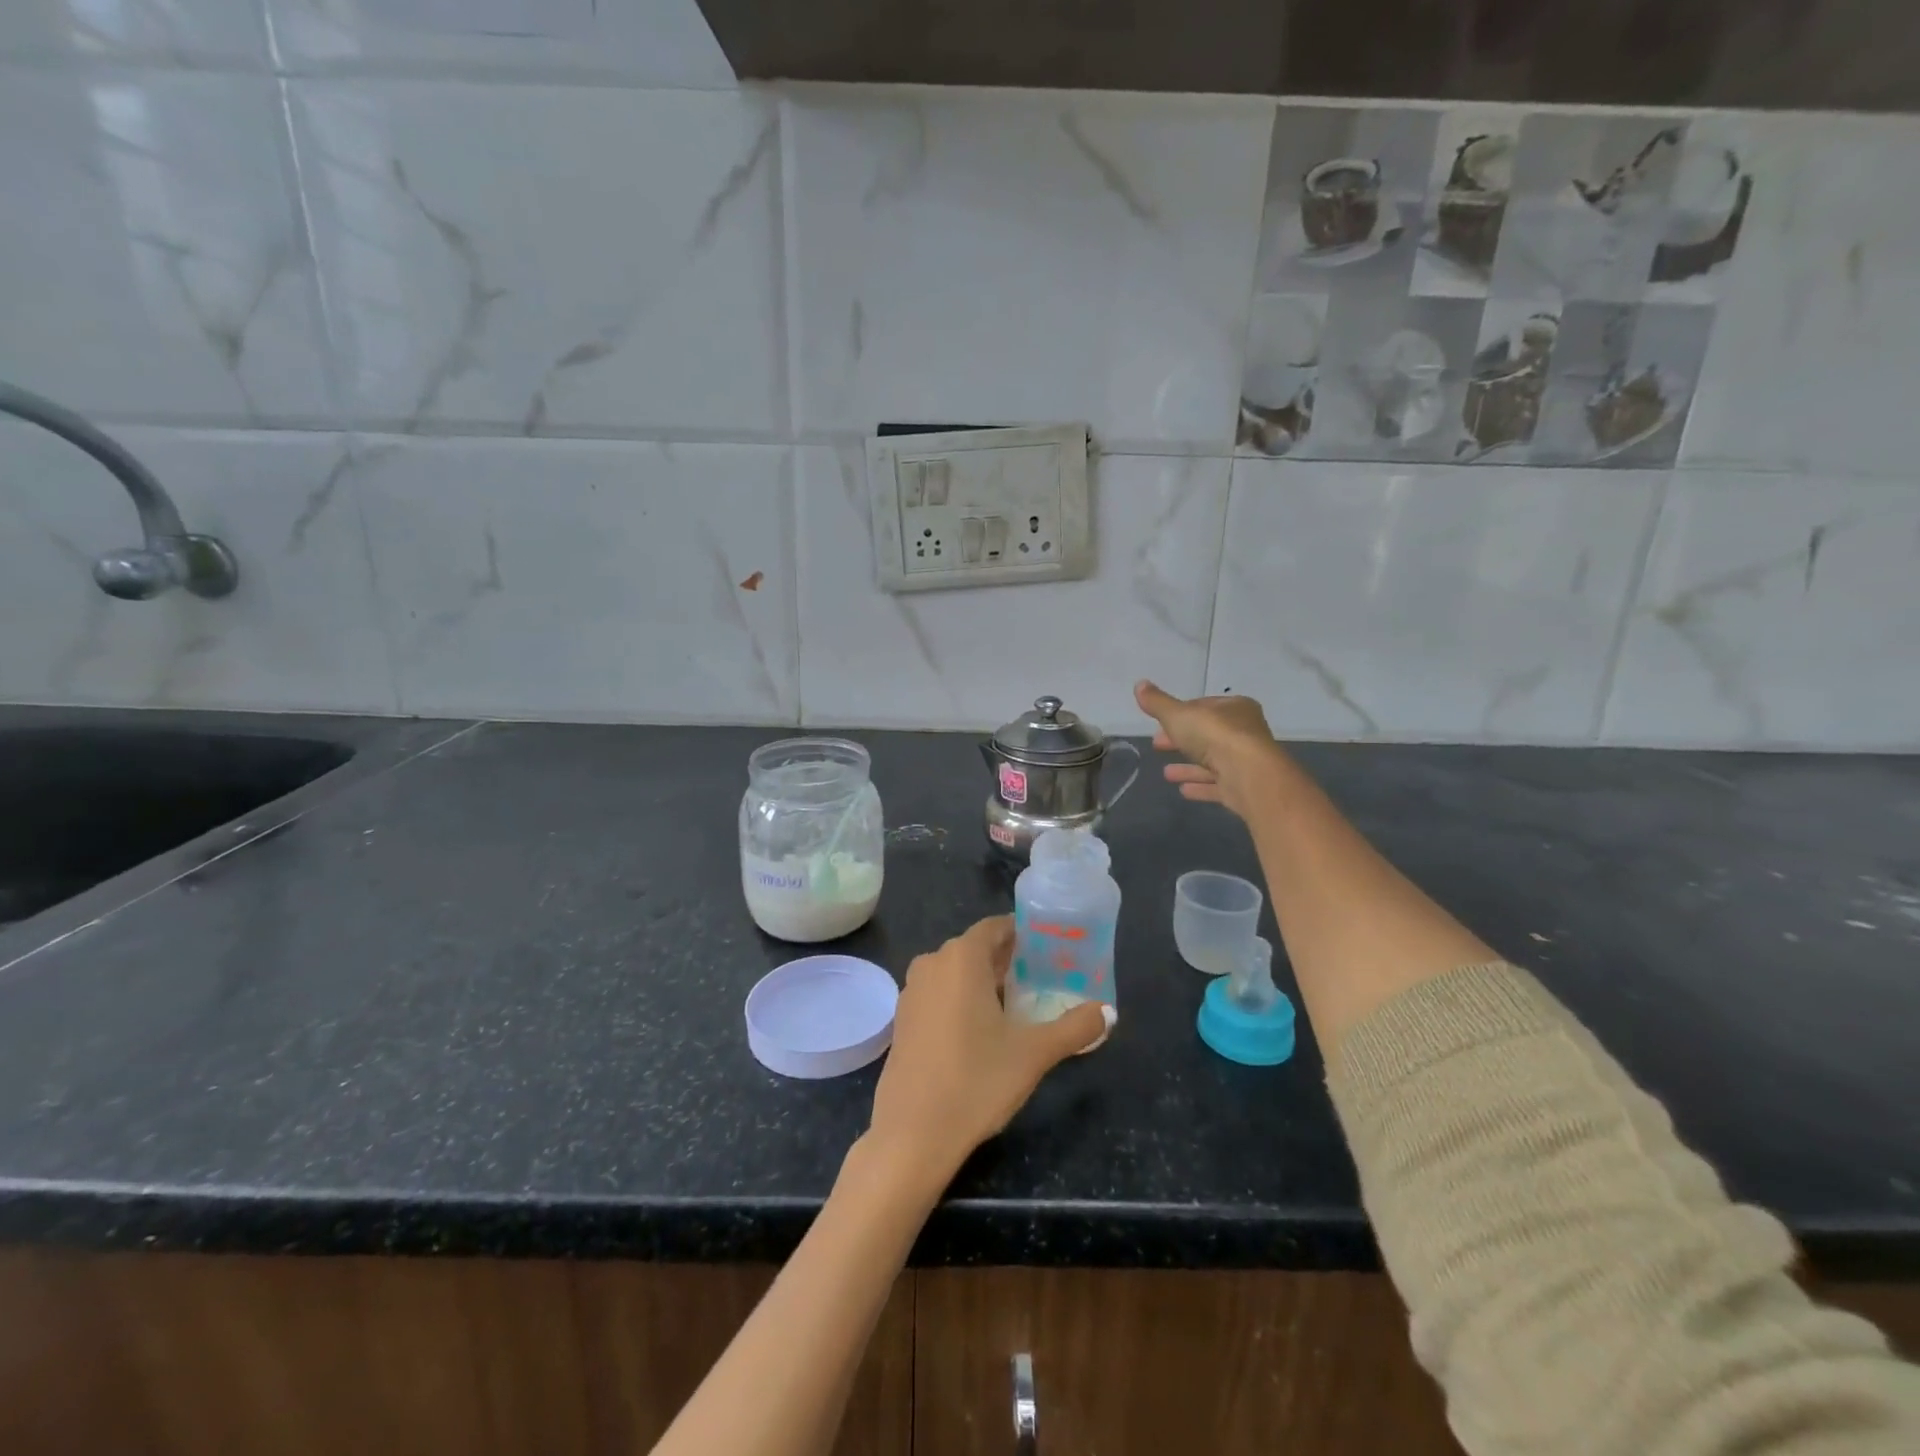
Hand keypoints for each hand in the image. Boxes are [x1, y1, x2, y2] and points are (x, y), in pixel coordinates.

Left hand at [865, 916, 1112, 1189]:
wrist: (912, 1133)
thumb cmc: (976, 1081)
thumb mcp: (1034, 1054)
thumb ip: (1074, 1028)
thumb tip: (1109, 1012)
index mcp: (961, 957)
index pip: (995, 927)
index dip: (1022, 934)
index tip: (1049, 947)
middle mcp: (932, 963)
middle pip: (975, 949)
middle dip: (1007, 959)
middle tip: (1042, 977)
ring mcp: (912, 991)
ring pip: (955, 972)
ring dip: (984, 980)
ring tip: (1018, 1002)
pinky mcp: (903, 1019)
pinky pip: (939, 993)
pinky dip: (961, 999)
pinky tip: (983, 1028)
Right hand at [1135, 680, 1289, 819]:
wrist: (1248, 774)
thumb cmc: (1214, 735)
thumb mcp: (1178, 714)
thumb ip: (1158, 703)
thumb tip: (1139, 684)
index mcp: (1235, 708)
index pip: (1204, 707)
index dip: (1180, 714)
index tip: (1159, 724)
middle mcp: (1245, 732)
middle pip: (1207, 735)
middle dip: (1181, 741)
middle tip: (1157, 745)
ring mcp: (1246, 761)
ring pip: (1212, 762)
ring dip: (1189, 767)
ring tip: (1165, 773)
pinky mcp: (1244, 787)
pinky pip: (1218, 785)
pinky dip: (1201, 786)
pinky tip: (1183, 790)